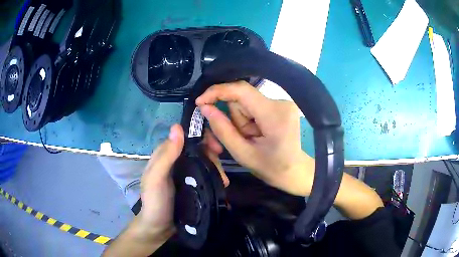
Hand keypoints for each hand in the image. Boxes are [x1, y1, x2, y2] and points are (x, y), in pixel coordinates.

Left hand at [138, 126, 227, 241]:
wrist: (159, 228)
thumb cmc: (155, 202)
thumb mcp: (156, 178)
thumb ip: (166, 155)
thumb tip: (177, 127)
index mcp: (165, 155)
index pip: (185, 137)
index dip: (202, 137)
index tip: (217, 147)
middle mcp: (176, 161)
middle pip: (198, 149)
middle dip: (212, 155)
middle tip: (222, 167)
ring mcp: (185, 173)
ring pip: (204, 162)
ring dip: (216, 168)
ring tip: (224, 182)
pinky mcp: (192, 185)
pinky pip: (206, 175)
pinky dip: (215, 177)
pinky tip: (222, 185)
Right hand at [196, 81, 314, 195]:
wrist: (295, 172)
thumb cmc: (271, 168)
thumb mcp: (242, 153)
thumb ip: (222, 129)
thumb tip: (205, 107)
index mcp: (273, 114)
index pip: (241, 90)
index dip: (217, 91)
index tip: (200, 102)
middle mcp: (280, 102)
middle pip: (242, 99)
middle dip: (233, 118)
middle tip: (239, 139)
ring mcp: (282, 103)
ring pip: (246, 103)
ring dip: (241, 121)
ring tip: (251, 139)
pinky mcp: (281, 106)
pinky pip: (254, 107)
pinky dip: (249, 120)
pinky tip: (257, 135)